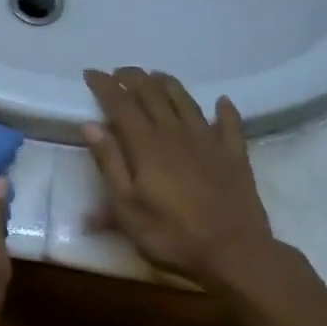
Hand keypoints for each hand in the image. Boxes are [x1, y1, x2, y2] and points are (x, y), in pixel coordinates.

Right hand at [82, 67, 273, 284]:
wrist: (235, 253)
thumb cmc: (171, 235)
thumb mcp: (126, 207)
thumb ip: (110, 163)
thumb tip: (91, 125)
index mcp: (147, 146)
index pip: (121, 105)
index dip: (105, 86)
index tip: (91, 73)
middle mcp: (177, 134)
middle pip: (153, 95)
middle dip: (134, 79)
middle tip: (119, 71)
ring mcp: (209, 142)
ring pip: (186, 102)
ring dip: (169, 85)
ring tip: (156, 75)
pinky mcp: (234, 156)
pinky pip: (230, 125)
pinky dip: (225, 110)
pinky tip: (221, 101)